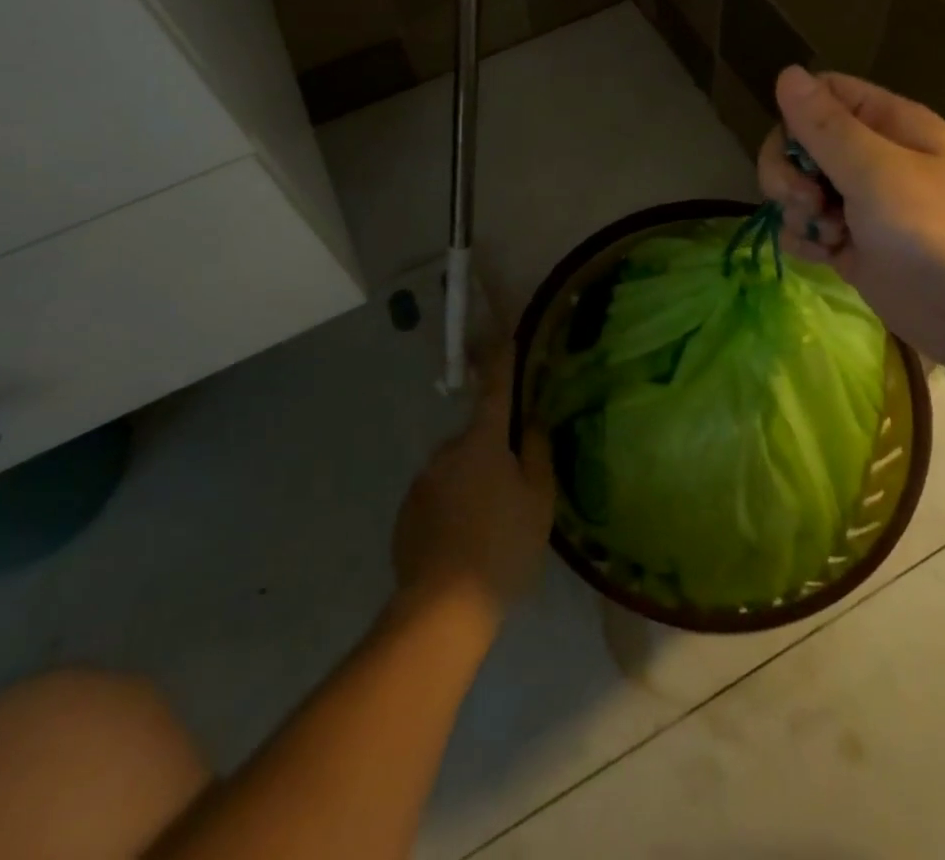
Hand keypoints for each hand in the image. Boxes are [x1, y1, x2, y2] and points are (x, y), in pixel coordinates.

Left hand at [392, 346, 554, 627]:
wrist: (441, 610)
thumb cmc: (502, 548)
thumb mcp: (538, 501)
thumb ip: (537, 453)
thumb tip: (532, 421)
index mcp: (482, 442)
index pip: (495, 389)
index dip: (502, 361)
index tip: (504, 335)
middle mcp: (446, 452)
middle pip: (477, 438)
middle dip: (494, 451)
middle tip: (514, 488)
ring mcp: (421, 483)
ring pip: (457, 470)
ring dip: (472, 482)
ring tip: (490, 527)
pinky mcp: (406, 515)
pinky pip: (438, 497)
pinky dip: (452, 508)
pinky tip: (464, 543)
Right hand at [758, 67, 944, 371]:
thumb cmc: (944, 234)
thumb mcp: (879, 174)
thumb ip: (826, 128)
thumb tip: (786, 72)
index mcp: (888, 125)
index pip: (822, 95)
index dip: (796, 118)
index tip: (796, 153)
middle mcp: (873, 158)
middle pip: (801, 143)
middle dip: (788, 170)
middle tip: (806, 200)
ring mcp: (863, 205)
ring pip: (800, 188)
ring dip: (795, 209)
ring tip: (825, 234)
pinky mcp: (856, 247)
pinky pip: (810, 229)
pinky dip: (806, 239)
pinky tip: (822, 256)